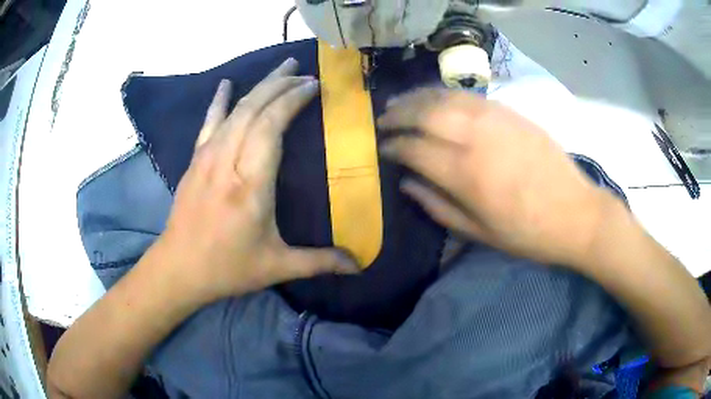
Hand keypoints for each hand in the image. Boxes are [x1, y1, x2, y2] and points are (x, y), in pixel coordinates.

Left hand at [157, 58, 358, 303]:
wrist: (178, 268)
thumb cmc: (227, 268)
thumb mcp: (276, 267)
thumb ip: (319, 262)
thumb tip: (358, 266)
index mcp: (250, 184)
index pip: (271, 125)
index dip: (293, 100)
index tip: (314, 85)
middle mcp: (227, 161)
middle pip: (254, 109)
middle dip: (281, 85)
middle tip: (304, 73)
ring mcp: (207, 157)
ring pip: (234, 110)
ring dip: (259, 87)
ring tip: (281, 70)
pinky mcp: (195, 160)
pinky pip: (209, 122)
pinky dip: (219, 101)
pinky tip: (225, 84)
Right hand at [378, 88, 616, 266]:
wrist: (575, 213)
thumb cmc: (527, 233)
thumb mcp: (479, 233)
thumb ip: (438, 206)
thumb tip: (407, 183)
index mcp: (466, 175)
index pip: (414, 149)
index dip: (393, 146)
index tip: (383, 148)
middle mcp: (476, 138)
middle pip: (424, 114)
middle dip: (397, 115)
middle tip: (383, 120)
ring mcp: (495, 119)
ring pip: (444, 97)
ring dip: (416, 98)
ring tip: (400, 102)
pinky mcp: (510, 112)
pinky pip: (468, 95)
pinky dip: (444, 93)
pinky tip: (434, 98)